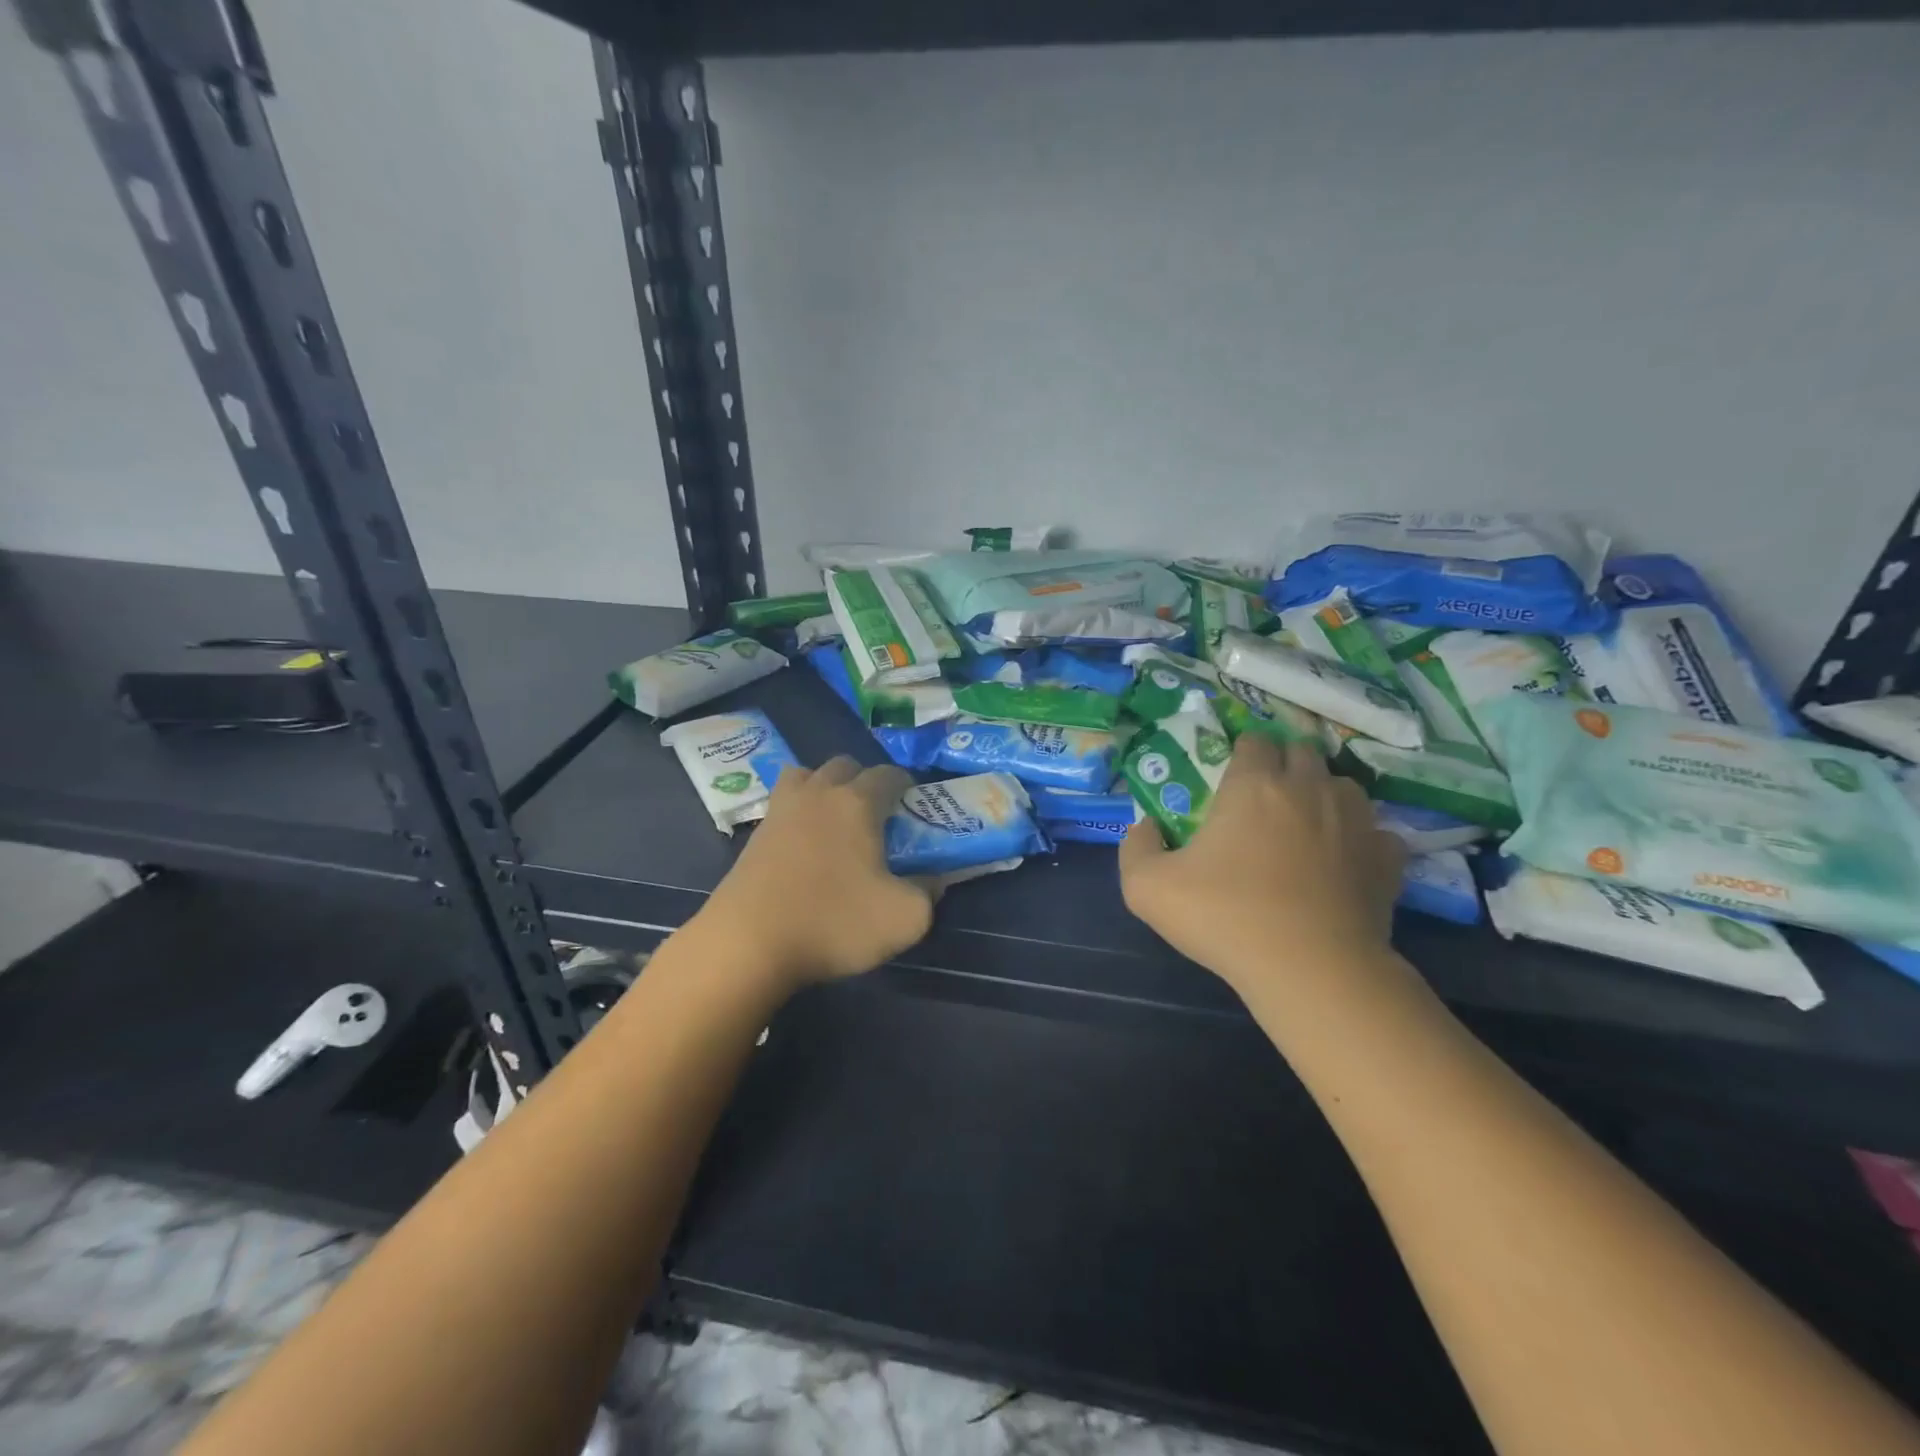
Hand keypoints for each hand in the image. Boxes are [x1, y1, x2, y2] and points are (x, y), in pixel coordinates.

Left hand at [695, 756, 936, 988]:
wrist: (748, 944)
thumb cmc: (834, 923)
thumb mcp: (904, 919)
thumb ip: (929, 893)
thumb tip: (934, 880)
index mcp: (857, 803)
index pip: (888, 774)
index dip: (906, 785)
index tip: (914, 806)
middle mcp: (818, 793)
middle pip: (845, 765)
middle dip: (865, 780)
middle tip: (877, 815)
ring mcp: (781, 810)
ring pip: (806, 775)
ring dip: (825, 786)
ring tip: (836, 820)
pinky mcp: (755, 835)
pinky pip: (783, 804)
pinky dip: (799, 812)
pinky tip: (806, 845)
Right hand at [1119, 734, 1403, 993]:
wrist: (1310, 970)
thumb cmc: (1225, 918)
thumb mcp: (1147, 888)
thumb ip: (1136, 847)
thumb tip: (1146, 826)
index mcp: (1254, 785)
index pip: (1254, 740)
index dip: (1241, 752)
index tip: (1229, 777)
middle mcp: (1309, 788)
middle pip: (1302, 751)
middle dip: (1283, 764)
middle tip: (1264, 798)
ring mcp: (1356, 821)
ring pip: (1343, 785)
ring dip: (1323, 794)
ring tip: (1305, 825)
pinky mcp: (1387, 858)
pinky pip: (1377, 831)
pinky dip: (1360, 838)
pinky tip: (1343, 861)